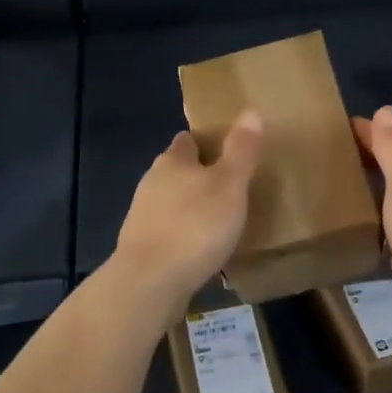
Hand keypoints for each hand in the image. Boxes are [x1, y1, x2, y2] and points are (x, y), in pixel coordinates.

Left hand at [114, 111, 263, 304]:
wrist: (151, 281)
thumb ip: (241, 150)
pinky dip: (183, 234)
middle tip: (230, 188)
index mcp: (173, 160)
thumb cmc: (196, 225)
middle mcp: (152, 181)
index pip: (188, 140)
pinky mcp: (141, 245)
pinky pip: (167, 230)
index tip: (230, 153)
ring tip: (218, 220)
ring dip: (190, 206)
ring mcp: (142, 215)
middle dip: (199, 176)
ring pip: (170, 200)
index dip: (208, 143)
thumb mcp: (230, 185)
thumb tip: (251, 111)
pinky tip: (199, 248)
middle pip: (177, 170)